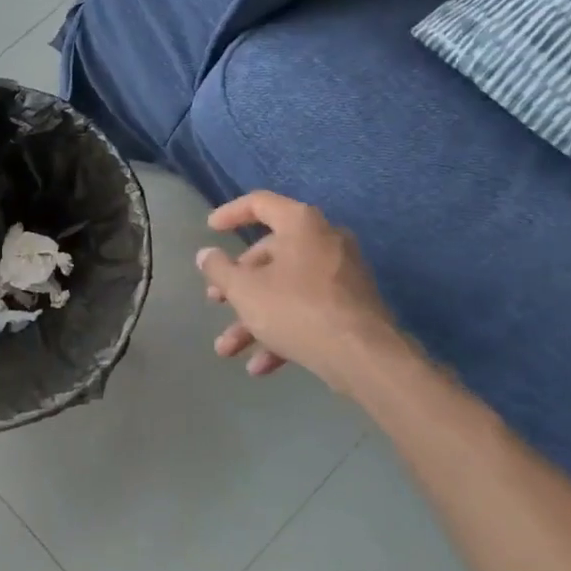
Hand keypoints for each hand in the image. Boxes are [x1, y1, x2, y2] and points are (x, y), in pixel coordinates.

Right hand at [195, 191, 402, 392]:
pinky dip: (283, 332)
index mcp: (301, 224)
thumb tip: (206, 254)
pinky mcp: (351, 306)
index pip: (260, 204)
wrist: (363, 356)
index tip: (210, 229)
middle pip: (270, 254)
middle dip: (238, 284)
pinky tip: (261, 366)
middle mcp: (325, 240)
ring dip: (254, 318)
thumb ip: (219, 269)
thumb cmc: (296, 309)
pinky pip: (308, 310)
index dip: (231, 213)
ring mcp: (341, 274)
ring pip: (286, 289)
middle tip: (215, 300)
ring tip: (228, 349)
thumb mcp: (245, 290)